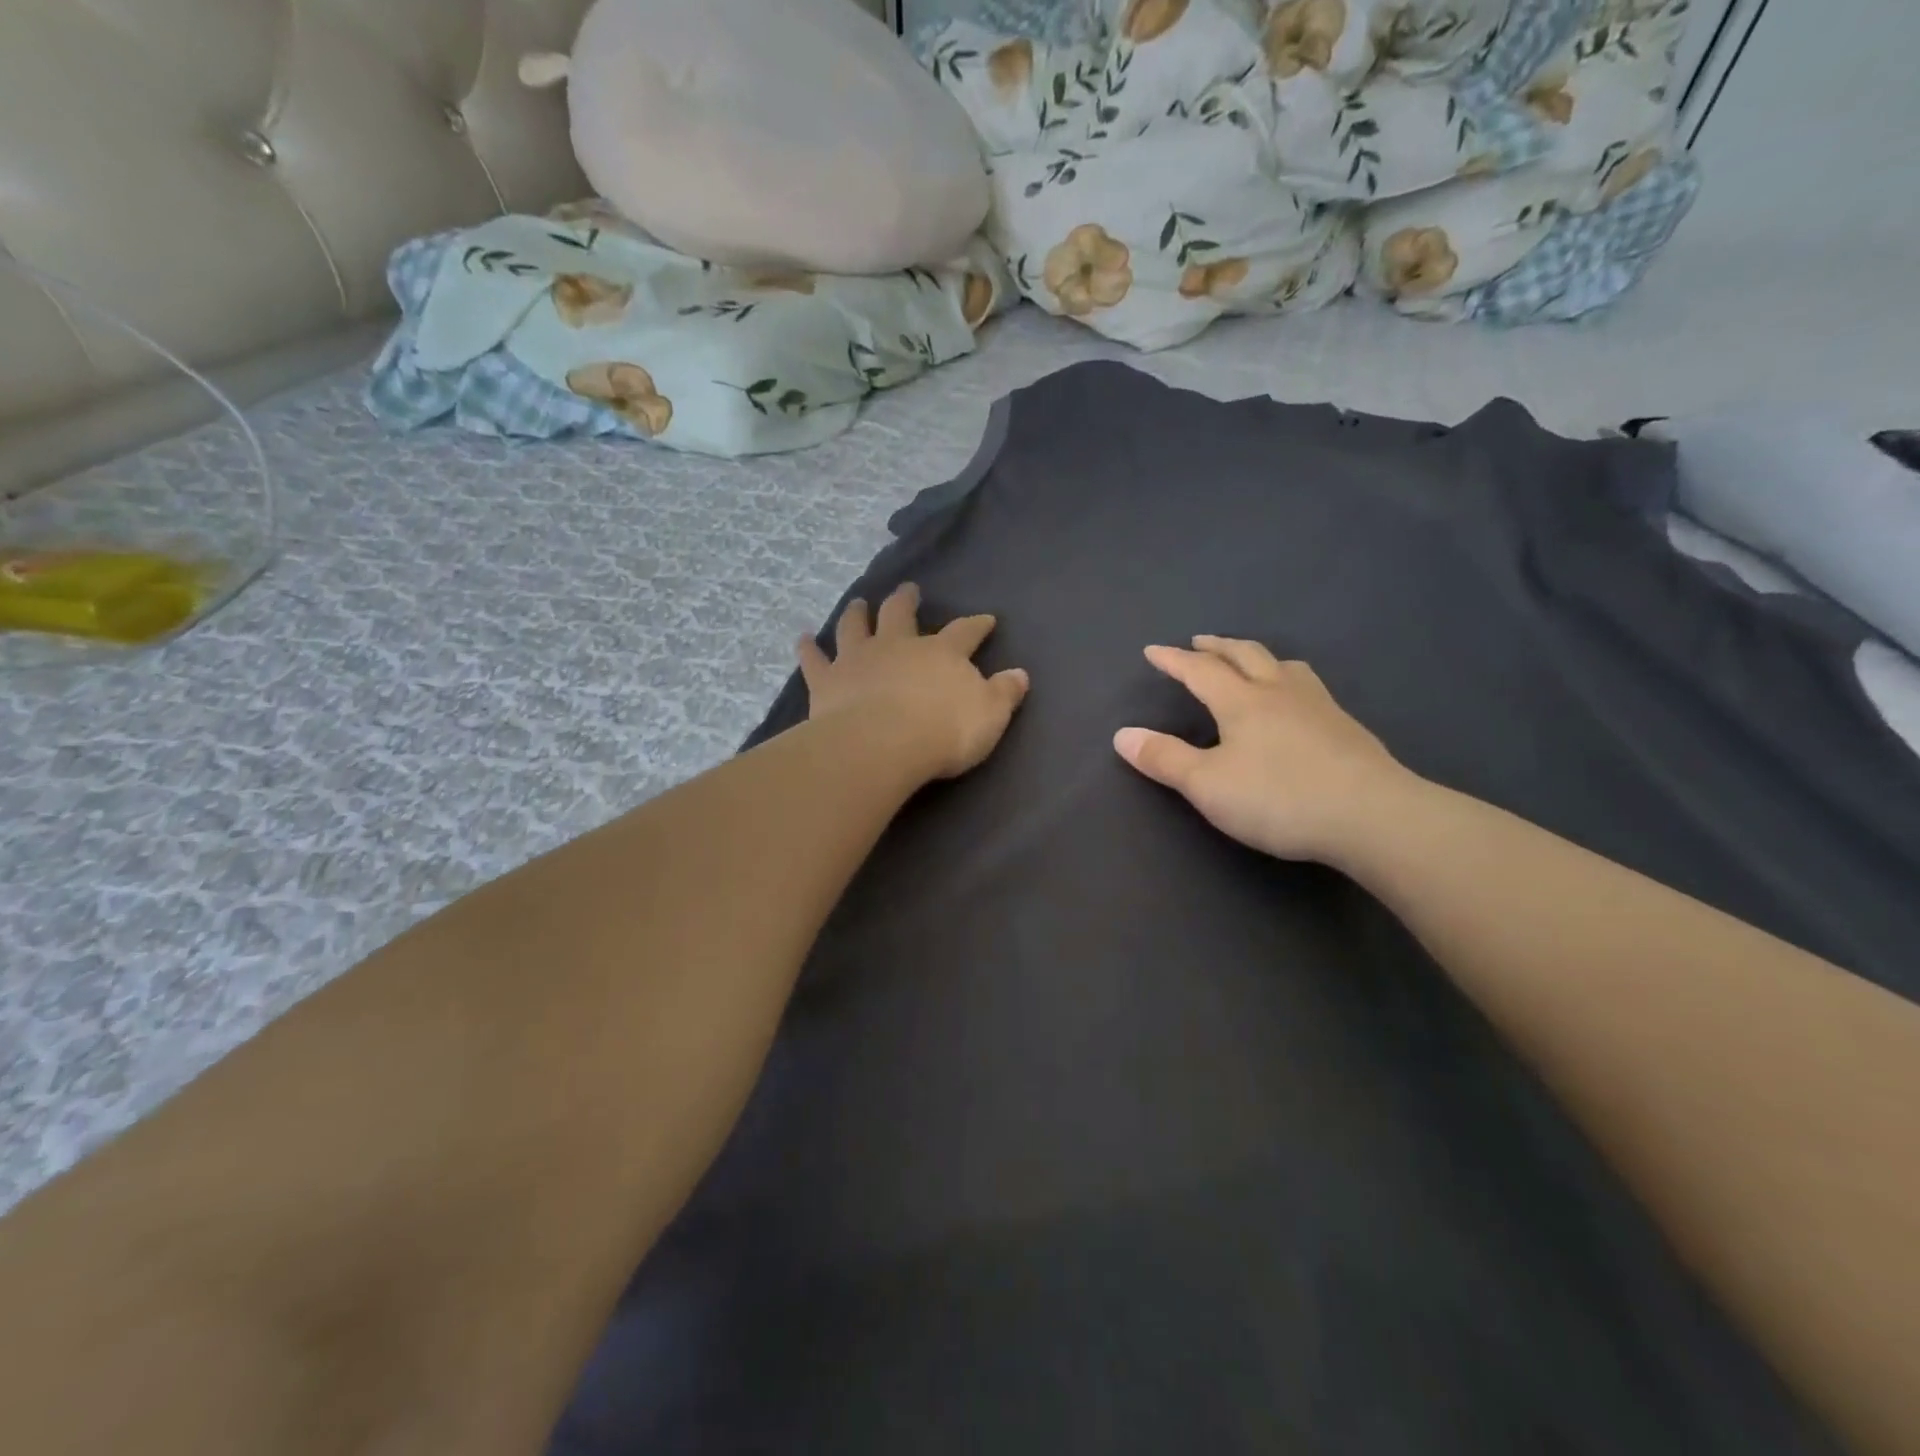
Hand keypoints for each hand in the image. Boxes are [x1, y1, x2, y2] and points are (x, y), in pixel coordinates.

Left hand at [800, 583, 1030, 781]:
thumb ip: (1004, 693)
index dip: (977, 625)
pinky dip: (808, 648)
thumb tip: (1020, 675)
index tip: (986, 619)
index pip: (965, 632)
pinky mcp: (827, 680)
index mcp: (941, 653)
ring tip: (858, 603)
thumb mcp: (989, 715)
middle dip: (906, 600)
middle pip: (901, 614)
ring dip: (857, 613)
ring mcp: (859, 659)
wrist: (883, 744)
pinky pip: (814, 659)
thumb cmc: (943, 731)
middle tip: (907, 589)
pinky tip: (803, 639)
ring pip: (856, 627)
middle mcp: (898, 645)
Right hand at [1113, 636, 1412, 864]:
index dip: (1173, 660)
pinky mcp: (1346, 728)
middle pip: (1244, 656)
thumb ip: (1164, 759)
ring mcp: (1318, 706)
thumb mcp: (1207, 785)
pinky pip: (1309, 687)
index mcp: (1241, 701)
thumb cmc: (1278, 798)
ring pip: (1284, 666)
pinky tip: (1297, 701)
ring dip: (1258, 657)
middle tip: (1200, 641)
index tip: (1152, 650)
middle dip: (1217, 647)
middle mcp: (1279, 692)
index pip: (1199, 671)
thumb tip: (1122, 735)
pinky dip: (1289, 680)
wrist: (1372, 815)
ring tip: (1250, 662)